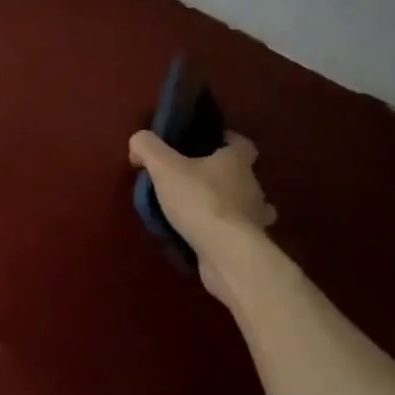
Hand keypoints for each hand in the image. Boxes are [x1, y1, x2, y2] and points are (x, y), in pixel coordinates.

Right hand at [128, 130, 276, 305]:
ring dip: (229, 207)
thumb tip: (138, 143)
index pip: (242, 144)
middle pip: (243, 175)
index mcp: (236, 162)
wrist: (226, 254)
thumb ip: (148, 148)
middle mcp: (253, 187)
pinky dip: (225, 233)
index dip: (227, 141)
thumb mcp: (164, 167)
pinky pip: (239, 234)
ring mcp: (256, 219)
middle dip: (223, 177)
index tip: (209, 144)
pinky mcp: (251, 246)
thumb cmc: (200, 201)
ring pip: (246, 207)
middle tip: (194, 180)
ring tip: (201, 211)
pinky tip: (204, 238)